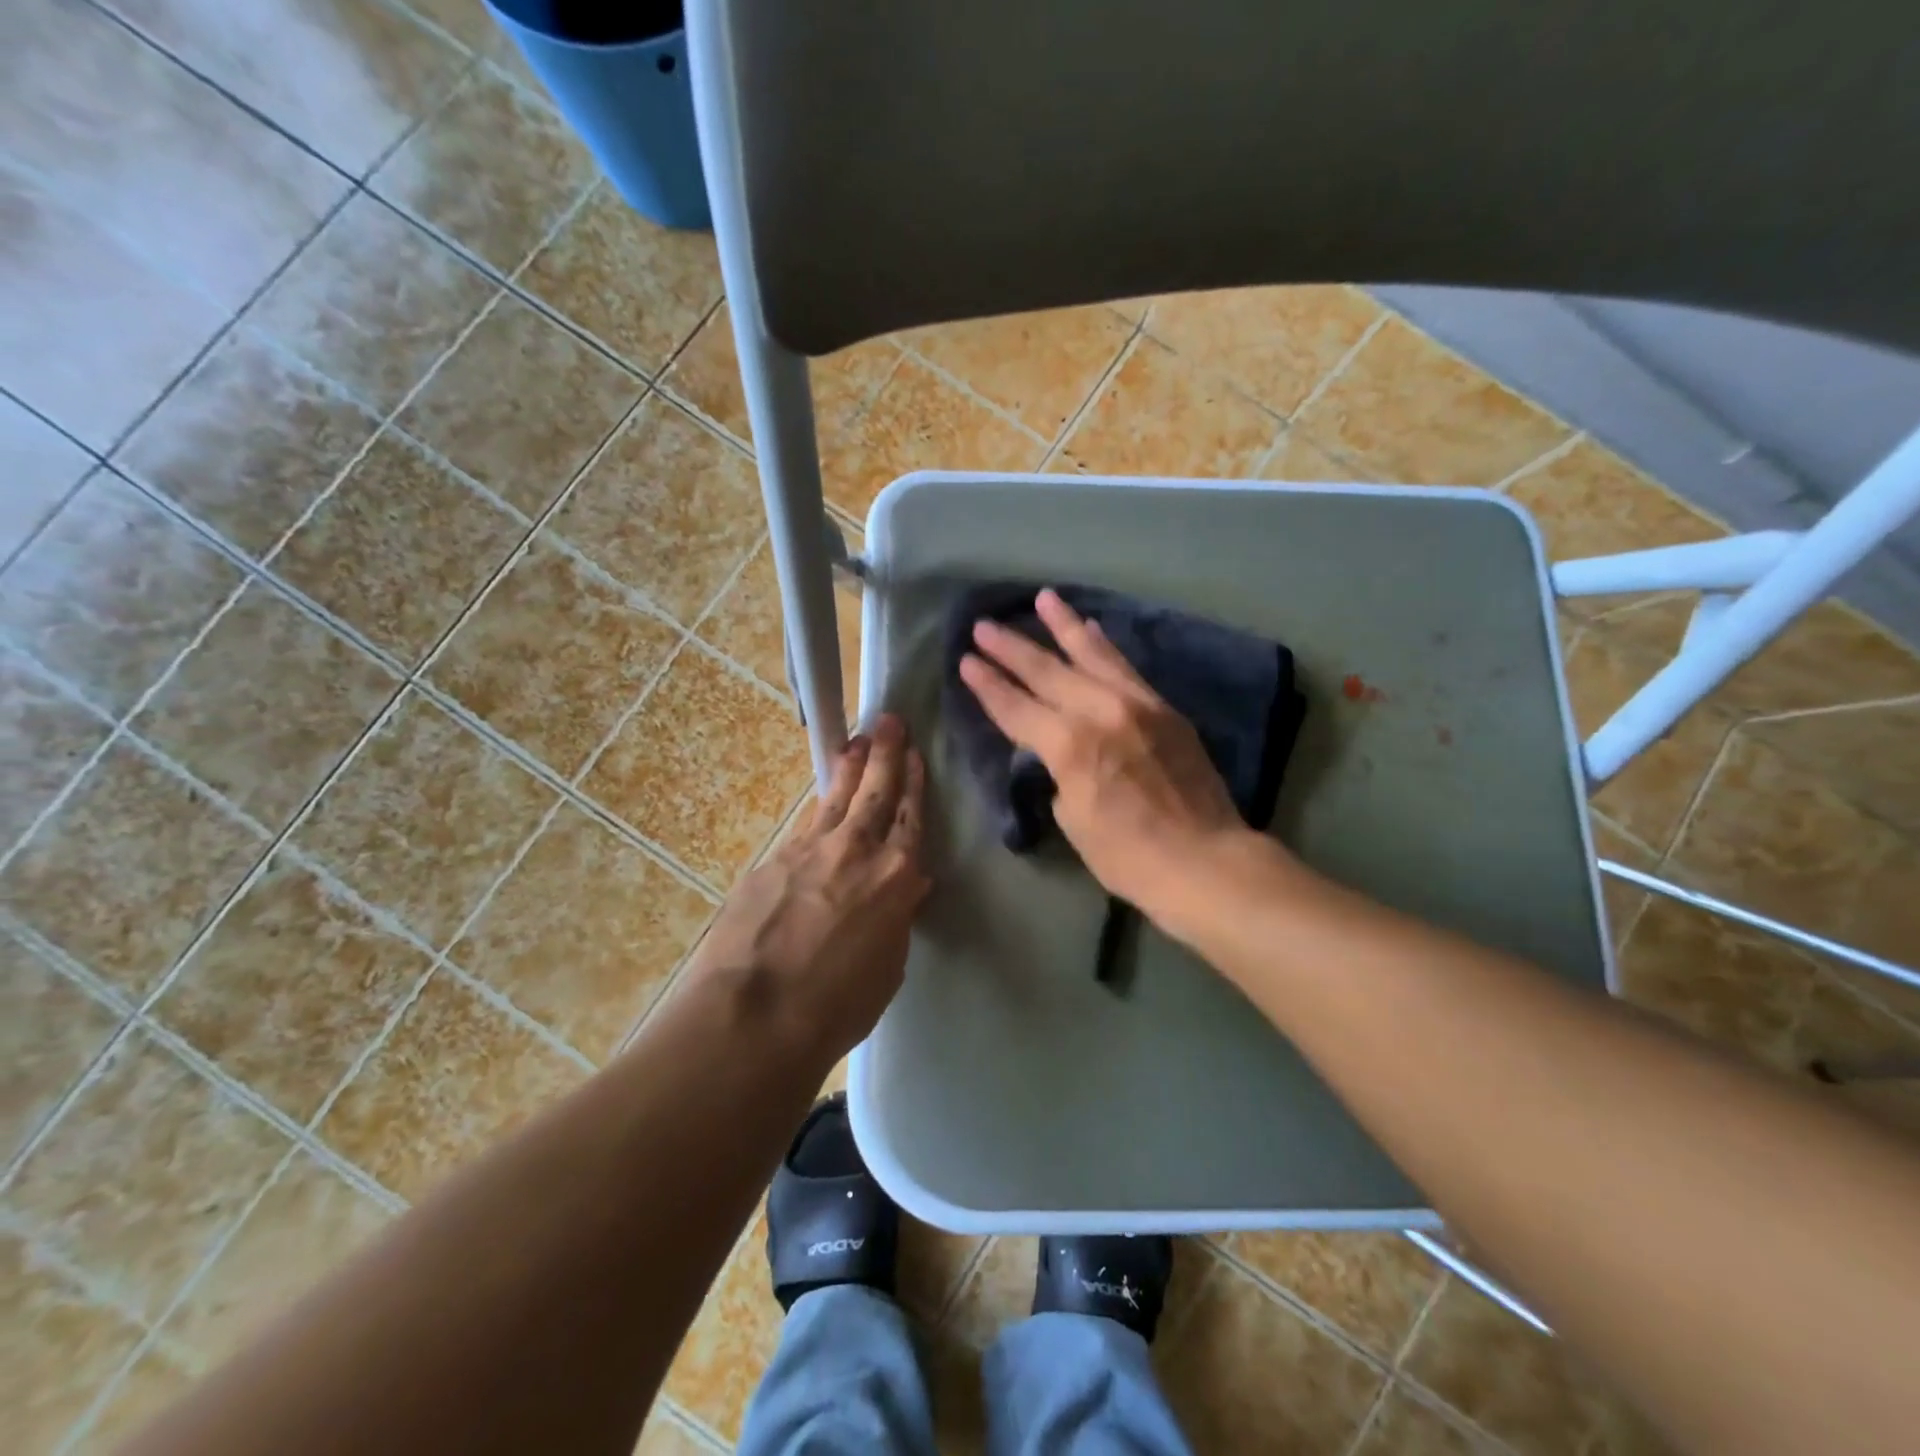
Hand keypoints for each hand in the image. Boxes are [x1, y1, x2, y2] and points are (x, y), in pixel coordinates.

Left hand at [691, 715, 929, 1060]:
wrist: (753, 1015)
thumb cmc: (836, 1005)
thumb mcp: (887, 967)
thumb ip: (895, 920)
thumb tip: (902, 893)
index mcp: (895, 877)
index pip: (911, 817)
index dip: (915, 783)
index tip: (916, 754)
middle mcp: (855, 850)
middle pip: (875, 791)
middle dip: (886, 753)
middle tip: (890, 720)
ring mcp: (808, 851)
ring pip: (836, 798)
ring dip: (850, 768)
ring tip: (857, 742)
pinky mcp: (771, 861)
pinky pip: (804, 827)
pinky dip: (818, 811)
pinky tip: (821, 807)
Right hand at [959, 589, 1256, 918]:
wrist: (1203, 859)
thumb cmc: (1126, 855)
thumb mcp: (1073, 818)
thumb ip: (1060, 773)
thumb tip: (1061, 752)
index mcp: (1068, 745)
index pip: (1016, 707)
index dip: (987, 685)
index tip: (965, 661)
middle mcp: (1098, 711)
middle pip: (1046, 672)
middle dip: (1010, 648)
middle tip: (983, 626)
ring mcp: (1135, 703)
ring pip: (1090, 654)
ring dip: (1062, 625)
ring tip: (1042, 598)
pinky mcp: (1162, 706)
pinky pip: (1125, 666)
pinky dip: (1104, 645)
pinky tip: (1091, 627)